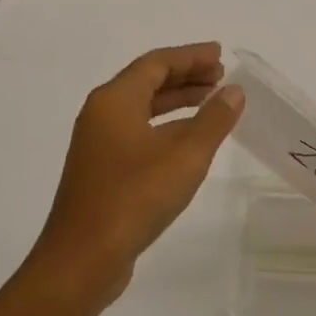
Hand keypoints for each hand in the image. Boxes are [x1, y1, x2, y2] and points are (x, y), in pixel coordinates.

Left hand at [31, 43, 244, 302]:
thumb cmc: (134, 197)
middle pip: (147, 81)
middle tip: (221, 76)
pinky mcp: (101, 170)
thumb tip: (233, 91)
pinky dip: (166, 126)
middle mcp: (101, 114)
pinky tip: (189, 141)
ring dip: (177, 101)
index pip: (156, 63)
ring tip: (211, 102)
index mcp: (114, 100)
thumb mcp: (185, 156)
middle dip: (185, 76)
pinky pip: (138, 131)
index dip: (191, 56)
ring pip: (142, 108)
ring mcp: (98, 143)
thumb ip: (213, 119)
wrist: (82, 260)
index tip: (221, 55)